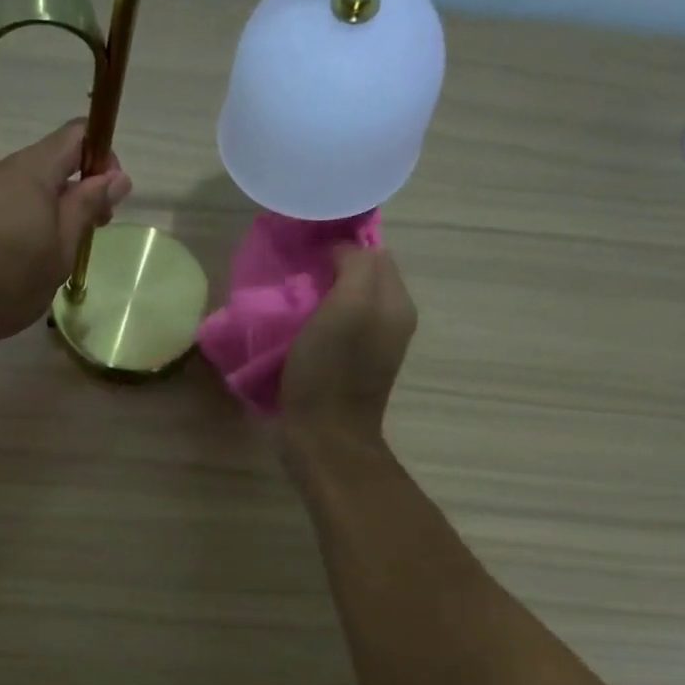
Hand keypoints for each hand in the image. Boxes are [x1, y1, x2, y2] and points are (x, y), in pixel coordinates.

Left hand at [0, 120, 131, 346]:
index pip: (76, 135)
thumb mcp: (59, 252)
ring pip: (22, 187)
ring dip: (44, 211)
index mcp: (31, 170)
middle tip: (81, 240)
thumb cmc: (6, 281)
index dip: (102, 158)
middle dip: (74, 193)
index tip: (108, 200)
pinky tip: (13, 260)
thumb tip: (117, 176)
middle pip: (49, 163)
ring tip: (44, 258)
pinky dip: (17, 221)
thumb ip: (87, 209)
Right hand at [280, 246, 416, 448]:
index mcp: (396, 303)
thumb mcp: (346, 306)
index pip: (373, 252)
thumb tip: (339, 252)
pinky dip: (313, 323)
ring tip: (287, 302)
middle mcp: (390, 321)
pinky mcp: (347, 367)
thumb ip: (354, 266)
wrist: (323, 438)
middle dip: (328, 270)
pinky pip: (333, 328)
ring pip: (344, 303)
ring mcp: (370, 347)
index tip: (303, 252)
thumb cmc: (330, 372)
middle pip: (359, 277)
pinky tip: (292, 331)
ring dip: (317, 297)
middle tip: (291, 276)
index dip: (340, 246)